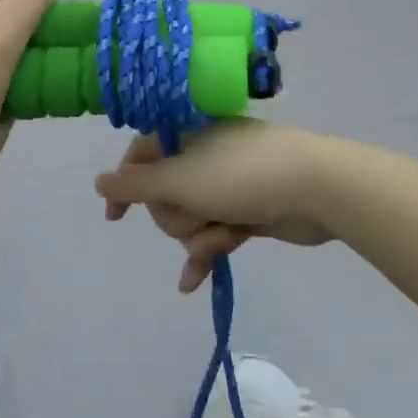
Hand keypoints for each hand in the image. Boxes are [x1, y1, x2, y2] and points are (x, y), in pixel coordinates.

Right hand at [94, 121, 333, 292]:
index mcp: (187, 134)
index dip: (125, 186)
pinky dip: (206, 253)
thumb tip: (99, 182)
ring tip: (224, 236)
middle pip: (165, 195)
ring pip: (190, 219)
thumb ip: (134, 185)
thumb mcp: (179, 179)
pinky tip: (192, 283)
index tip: (115, 218)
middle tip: (199, 213)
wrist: (318, 189)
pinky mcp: (247, 211)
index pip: (141, 155)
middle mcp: (204, 155)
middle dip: (178, 215)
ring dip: (200, 236)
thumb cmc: (241, 176)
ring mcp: (228, 184)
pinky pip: (214, 233)